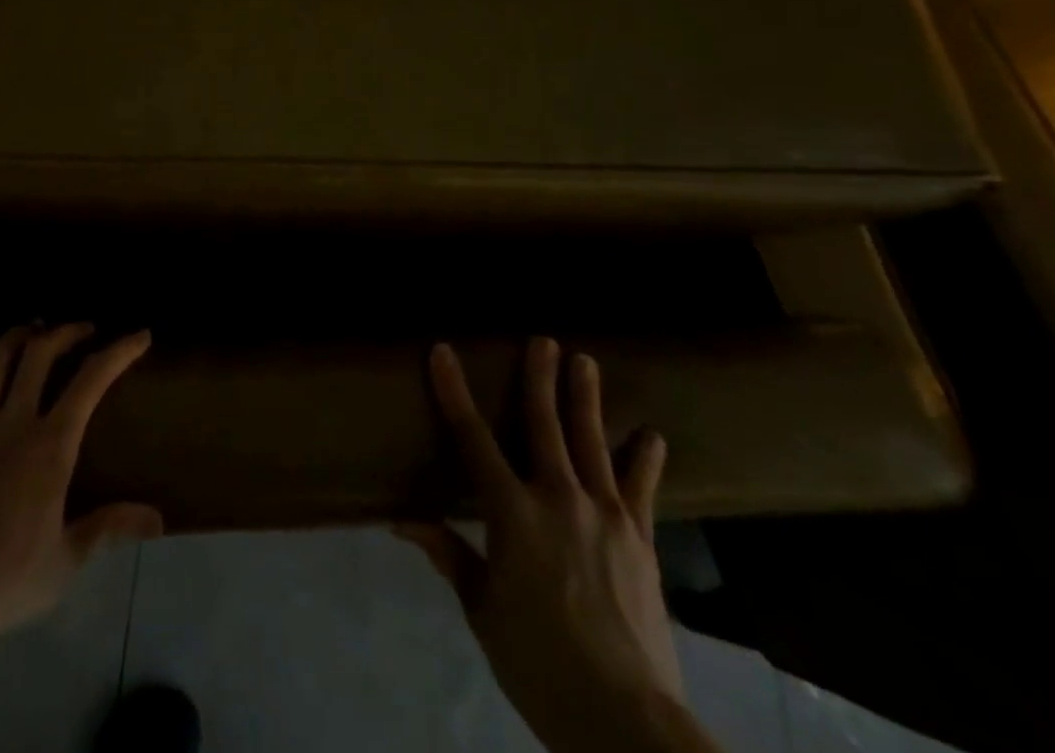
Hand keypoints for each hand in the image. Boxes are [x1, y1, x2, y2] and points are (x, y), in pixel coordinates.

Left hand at [0, 322, 162, 640]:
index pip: (91, 382)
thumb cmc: (9, 579)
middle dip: (65, 333)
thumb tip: (159, 519)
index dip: (118, 352)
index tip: (139, 335)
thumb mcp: (68, 558)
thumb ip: (110, 527)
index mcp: (52, 446)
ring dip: (17, 336)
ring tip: (32, 328)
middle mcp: (14, 422)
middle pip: (40, 356)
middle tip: (82, 329)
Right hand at [396, 339, 689, 752]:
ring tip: (585, 362)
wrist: (626, 720)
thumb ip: (450, 556)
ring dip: (587, 399)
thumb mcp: (483, 611)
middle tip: (543, 339)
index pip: (473, 438)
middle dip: (540, 378)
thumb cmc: (539, 663)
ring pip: (592, 443)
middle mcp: (558, 499)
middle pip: (546, 426)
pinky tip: (651, 436)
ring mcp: (606, 517)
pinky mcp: (642, 542)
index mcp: (512, 514)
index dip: (454, 392)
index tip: (443, 352)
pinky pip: (642, 491)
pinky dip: (644, 460)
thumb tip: (402, 521)